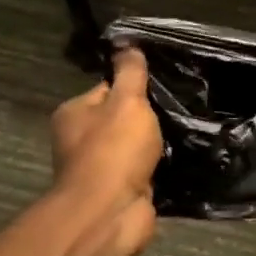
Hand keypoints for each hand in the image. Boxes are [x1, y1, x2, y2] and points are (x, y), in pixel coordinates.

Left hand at [49, 46, 162, 255]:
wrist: (111, 212)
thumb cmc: (114, 149)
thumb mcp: (127, 101)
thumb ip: (131, 73)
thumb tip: (127, 43)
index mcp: (73, 113)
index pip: (106, 88)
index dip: (133, 86)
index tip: (160, 87)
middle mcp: (79, 140)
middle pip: (120, 118)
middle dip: (146, 117)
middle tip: (175, 110)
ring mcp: (98, 168)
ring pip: (133, 145)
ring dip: (153, 143)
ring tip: (182, 133)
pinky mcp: (118, 191)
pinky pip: (142, 169)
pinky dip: (157, 166)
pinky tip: (177, 159)